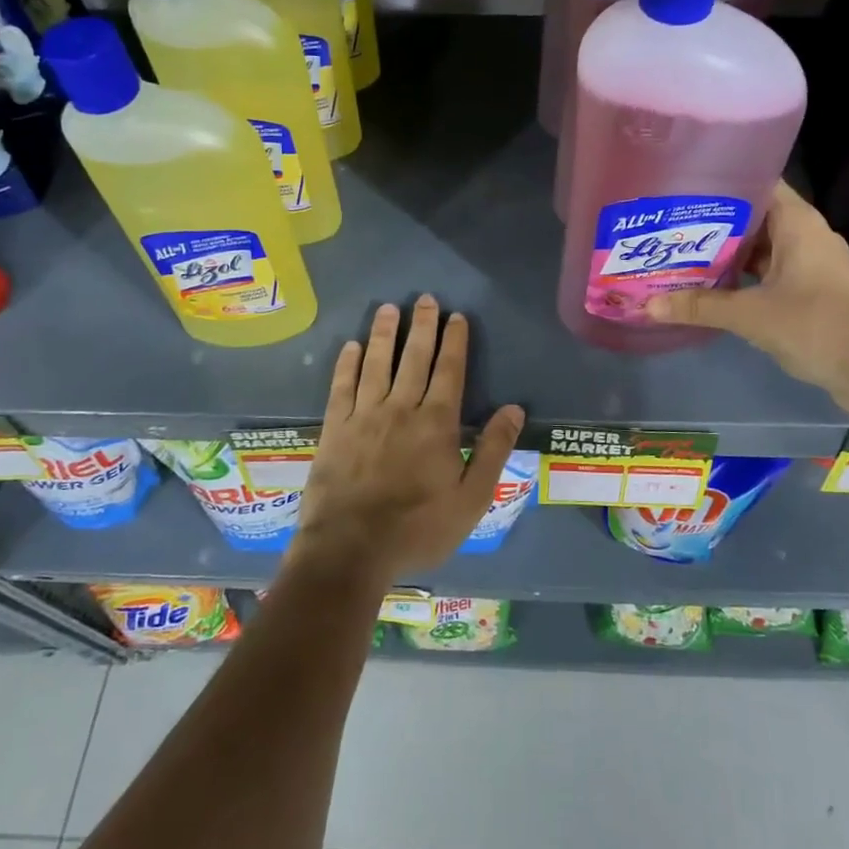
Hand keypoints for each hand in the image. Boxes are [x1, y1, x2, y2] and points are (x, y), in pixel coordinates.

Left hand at [290, 296, 524, 589]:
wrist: (351, 549)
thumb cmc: (418, 529)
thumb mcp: (471, 499)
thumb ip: (493, 450)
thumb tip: (514, 408)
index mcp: (437, 423)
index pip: (449, 371)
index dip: (454, 341)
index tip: (456, 316)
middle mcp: (401, 408)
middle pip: (414, 357)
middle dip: (422, 326)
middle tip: (425, 298)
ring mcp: (364, 415)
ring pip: (376, 363)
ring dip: (384, 334)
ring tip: (389, 308)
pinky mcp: (335, 428)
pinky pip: (341, 386)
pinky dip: (347, 363)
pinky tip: (351, 346)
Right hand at [645, 182, 848, 417]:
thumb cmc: (819, 327)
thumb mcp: (752, 316)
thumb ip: (700, 307)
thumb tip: (648, 305)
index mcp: (797, 223)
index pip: (756, 182)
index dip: (720, 180)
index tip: (680, 184)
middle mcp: (803, 236)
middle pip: (752, 215)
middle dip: (711, 220)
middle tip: (666, 222)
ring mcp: (807, 264)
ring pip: (757, 247)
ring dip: (723, 251)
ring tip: (676, 251)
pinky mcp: (807, 291)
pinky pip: (765, 272)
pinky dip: (738, 276)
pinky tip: (705, 285)